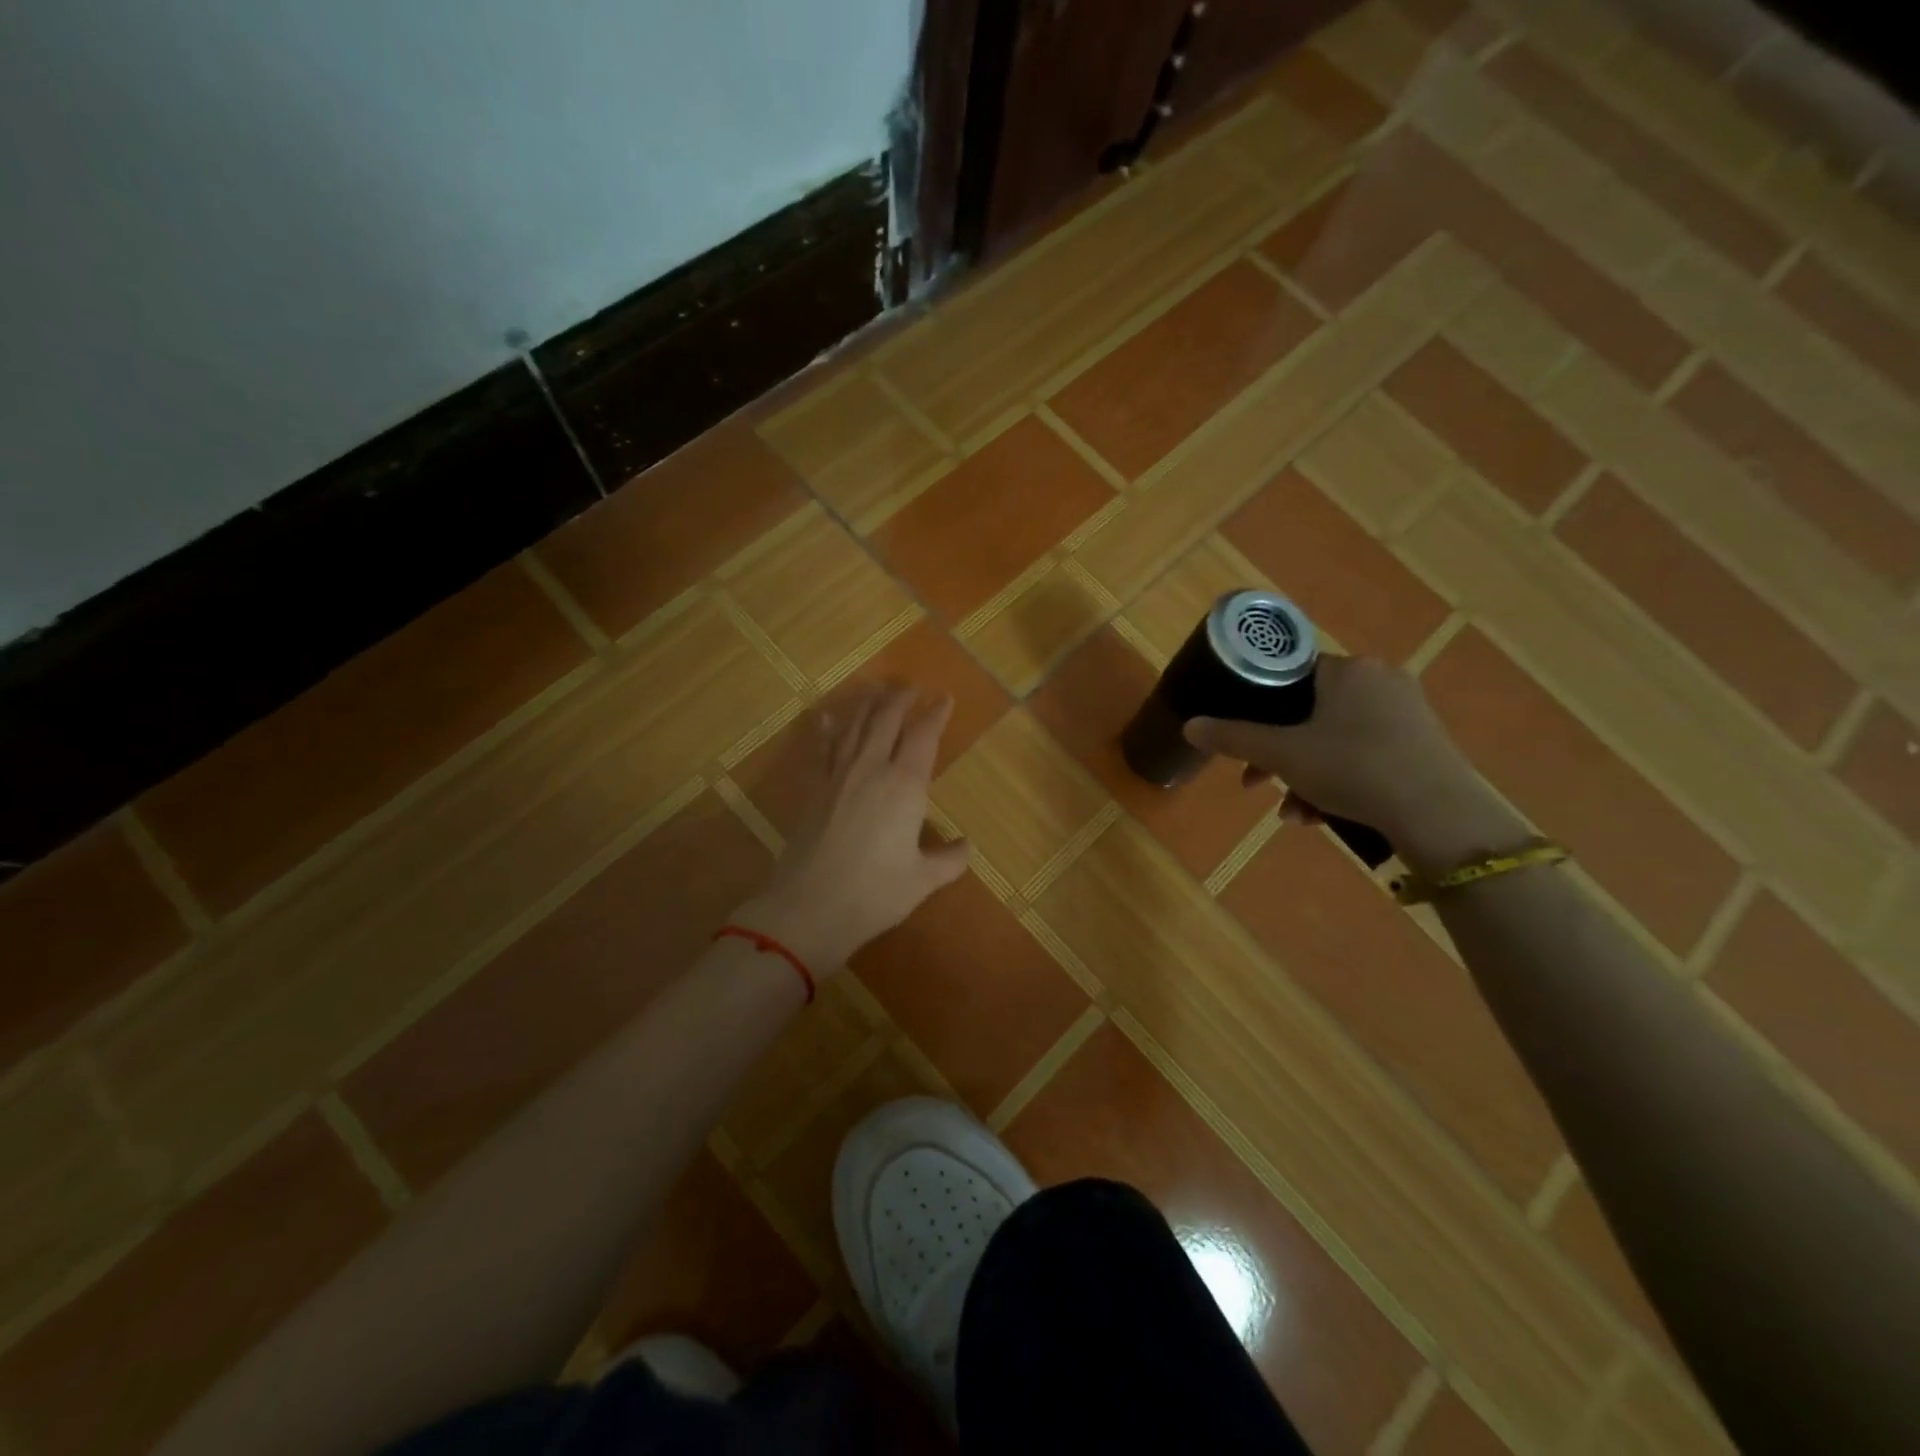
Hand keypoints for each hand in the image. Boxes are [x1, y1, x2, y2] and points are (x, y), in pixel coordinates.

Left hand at [735, 683, 970, 972]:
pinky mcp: (814, 790)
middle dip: (901, 700)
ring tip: (878, 689)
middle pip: (886, 721)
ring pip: (855, 727)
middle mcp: (871, 770)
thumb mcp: (922, 880)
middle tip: (912, 687)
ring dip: (868, 705)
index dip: (935, 715)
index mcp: (905, 786)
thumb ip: (949, 861)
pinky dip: (828, 729)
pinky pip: (823, 750)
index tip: (945, 699)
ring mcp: (838, 777)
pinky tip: (829, 717)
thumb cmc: (875, 894)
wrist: (810, 907)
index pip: (923, 737)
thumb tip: (967, 847)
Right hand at [1183, 656, 1521, 868]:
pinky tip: (1321, 816)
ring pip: (1334, 739)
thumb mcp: (1283, 755)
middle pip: (1309, 713)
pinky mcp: (1422, 744)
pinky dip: (1338, 780)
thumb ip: (1234, 738)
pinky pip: (1363, 754)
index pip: (1290, 675)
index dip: (1259, 709)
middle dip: (1278, 755)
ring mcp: (1406, 712)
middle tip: (1256, 784)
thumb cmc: (1353, 768)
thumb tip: (1188, 726)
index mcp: (1347, 669)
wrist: (1439, 814)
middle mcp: (1380, 680)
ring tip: (1293, 814)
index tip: (1244, 742)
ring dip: (1304, 776)